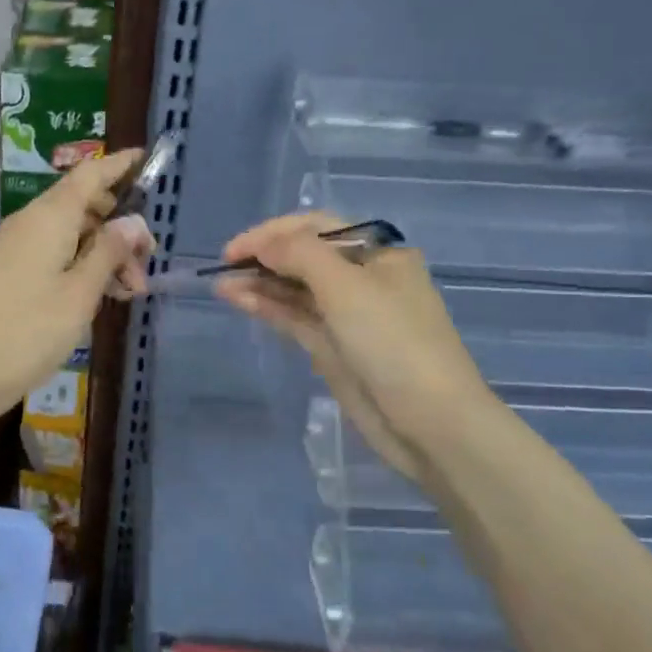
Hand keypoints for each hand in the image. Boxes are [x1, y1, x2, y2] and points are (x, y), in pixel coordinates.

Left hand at [0, 149, 152, 415]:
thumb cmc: (28, 332)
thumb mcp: (80, 294)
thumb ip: (109, 253)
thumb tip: (134, 221)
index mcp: (49, 217)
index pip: (89, 174)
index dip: (118, 164)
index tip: (146, 158)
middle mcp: (31, 222)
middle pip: (83, 205)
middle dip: (119, 226)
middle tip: (147, 260)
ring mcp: (17, 247)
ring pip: (71, 233)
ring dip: (104, 253)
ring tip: (130, 291)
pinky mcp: (11, 271)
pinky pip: (55, 253)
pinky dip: (81, 265)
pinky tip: (101, 296)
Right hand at [213, 212, 497, 491]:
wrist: (430, 423)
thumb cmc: (394, 343)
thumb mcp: (347, 287)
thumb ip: (299, 255)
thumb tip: (262, 244)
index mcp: (379, 254)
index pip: (318, 228)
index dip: (274, 232)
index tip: (235, 248)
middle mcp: (364, 279)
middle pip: (305, 256)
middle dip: (264, 257)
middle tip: (224, 266)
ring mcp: (348, 316)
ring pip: (296, 289)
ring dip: (260, 283)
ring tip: (221, 285)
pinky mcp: (334, 348)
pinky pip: (295, 318)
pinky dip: (268, 307)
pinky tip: (238, 300)